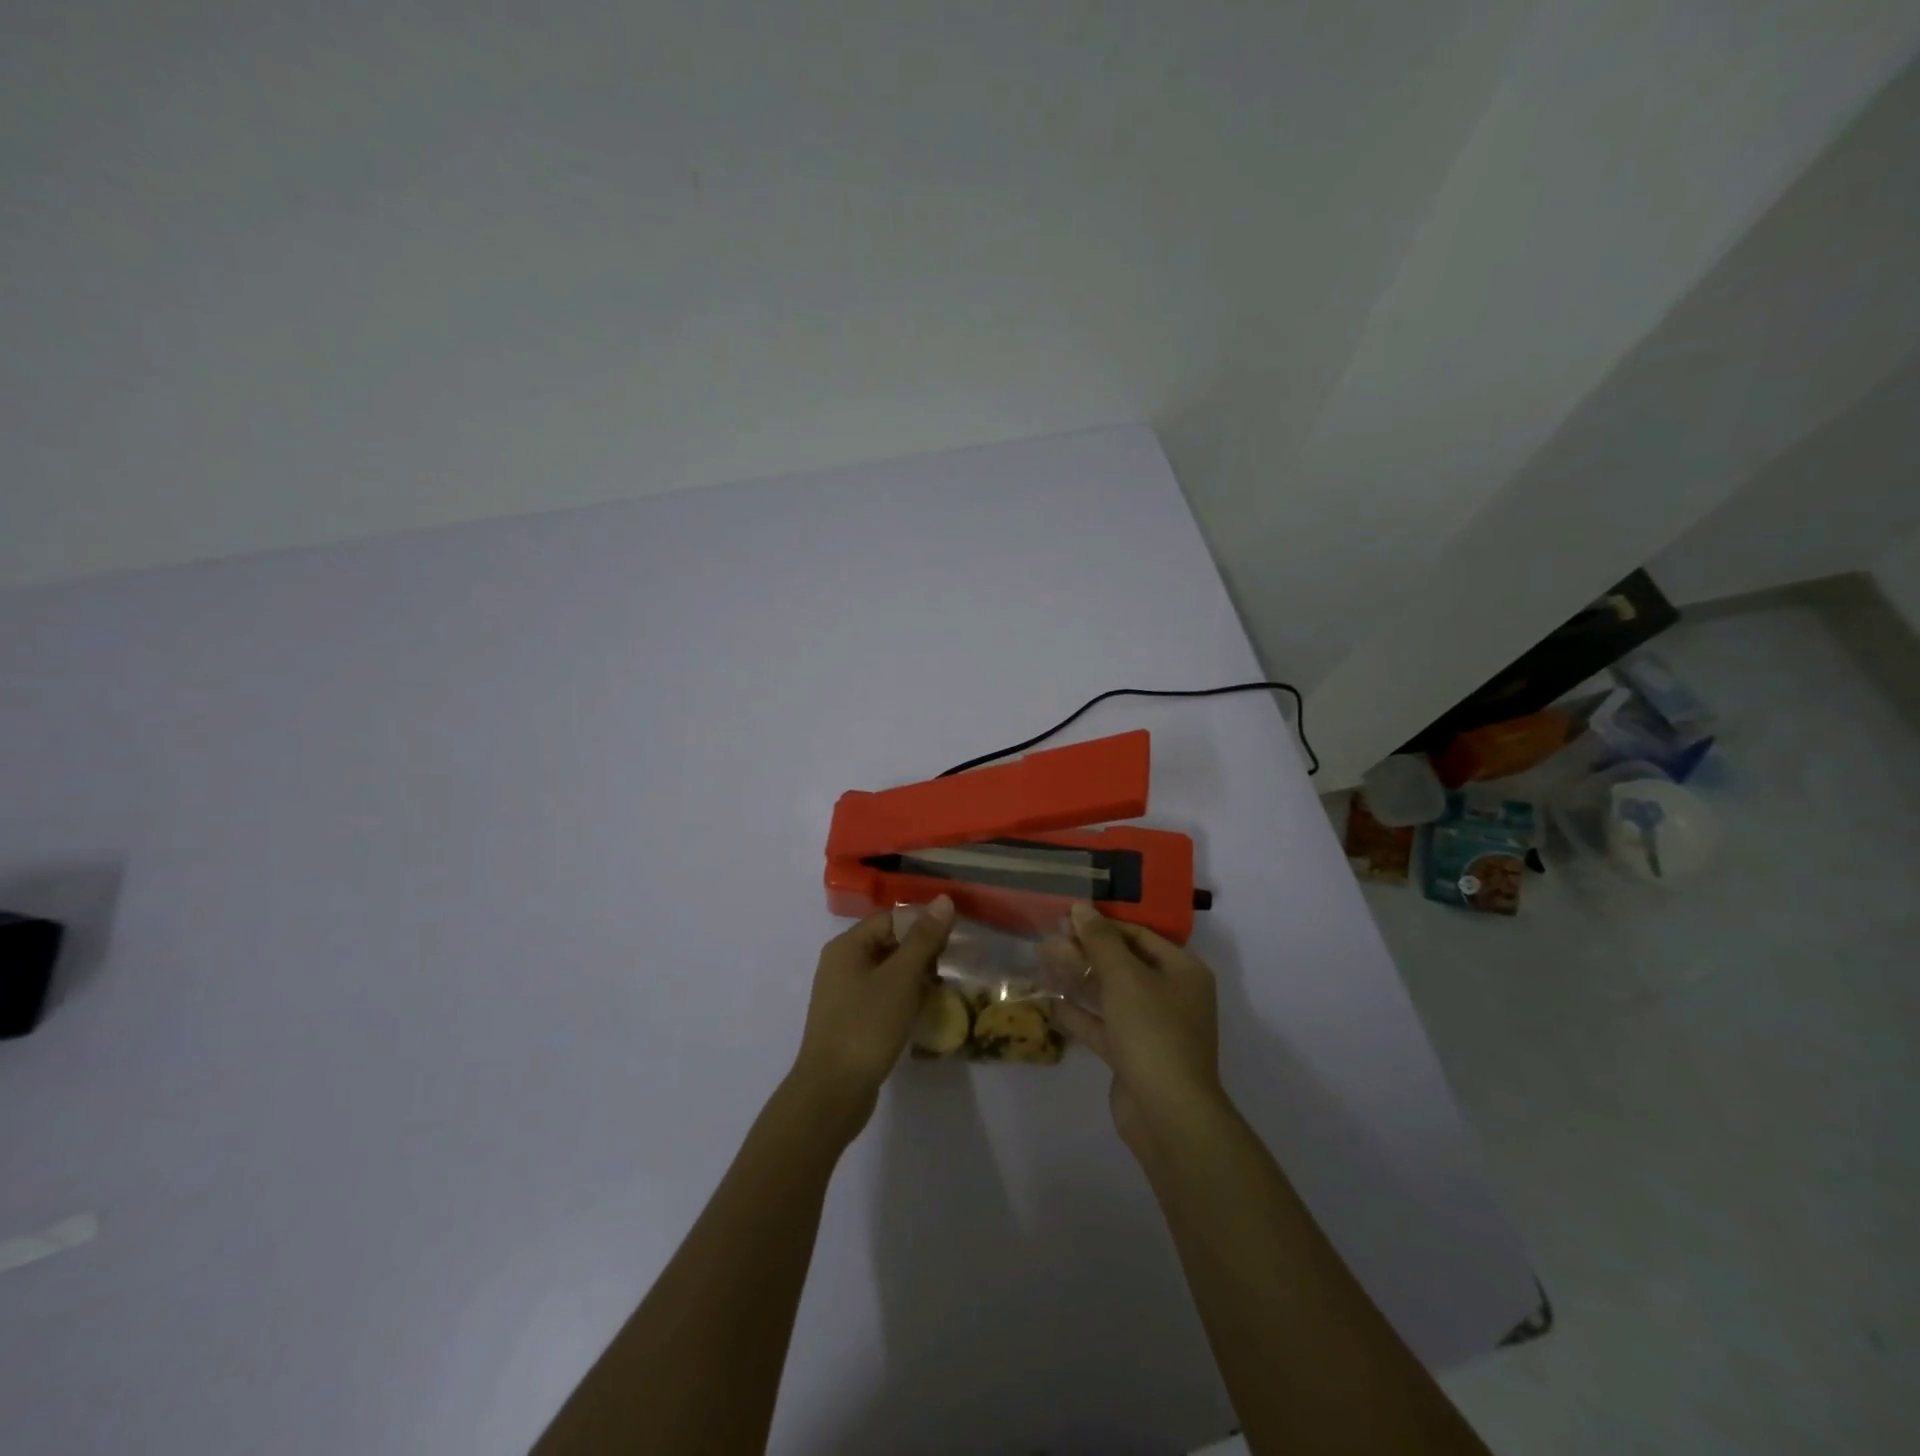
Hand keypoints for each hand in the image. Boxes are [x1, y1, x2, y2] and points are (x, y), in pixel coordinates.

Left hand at [790, 896, 955, 1135]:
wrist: (832, 1092)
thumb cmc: (867, 1026)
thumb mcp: (900, 978)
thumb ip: (923, 938)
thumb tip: (944, 900)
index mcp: (847, 946)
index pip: (891, 919)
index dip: (923, 923)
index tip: (955, 938)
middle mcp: (842, 964)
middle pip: (889, 943)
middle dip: (923, 951)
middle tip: (956, 964)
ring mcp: (844, 995)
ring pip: (888, 972)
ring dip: (916, 977)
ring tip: (946, 988)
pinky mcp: (851, 1021)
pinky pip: (882, 997)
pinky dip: (904, 998)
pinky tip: (926, 1011)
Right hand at [1052, 902, 1227, 1159]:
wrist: (1168, 1114)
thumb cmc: (1153, 1031)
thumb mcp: (1124, 977)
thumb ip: (1100, 941)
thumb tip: (1081, 907)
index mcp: (1182, 971)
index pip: (1139, 935)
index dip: (1102, 925)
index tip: (1066, 918)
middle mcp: (1172, 995)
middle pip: (1123, 963)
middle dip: (1086, 951)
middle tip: (1048, 940)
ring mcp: (1152, 1028)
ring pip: (1110, 994)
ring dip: (1078, 978)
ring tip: (1042, 960)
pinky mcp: (1133, 1055)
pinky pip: (1103, 1025)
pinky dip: (1079, 1014)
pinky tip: (1050, 1002)